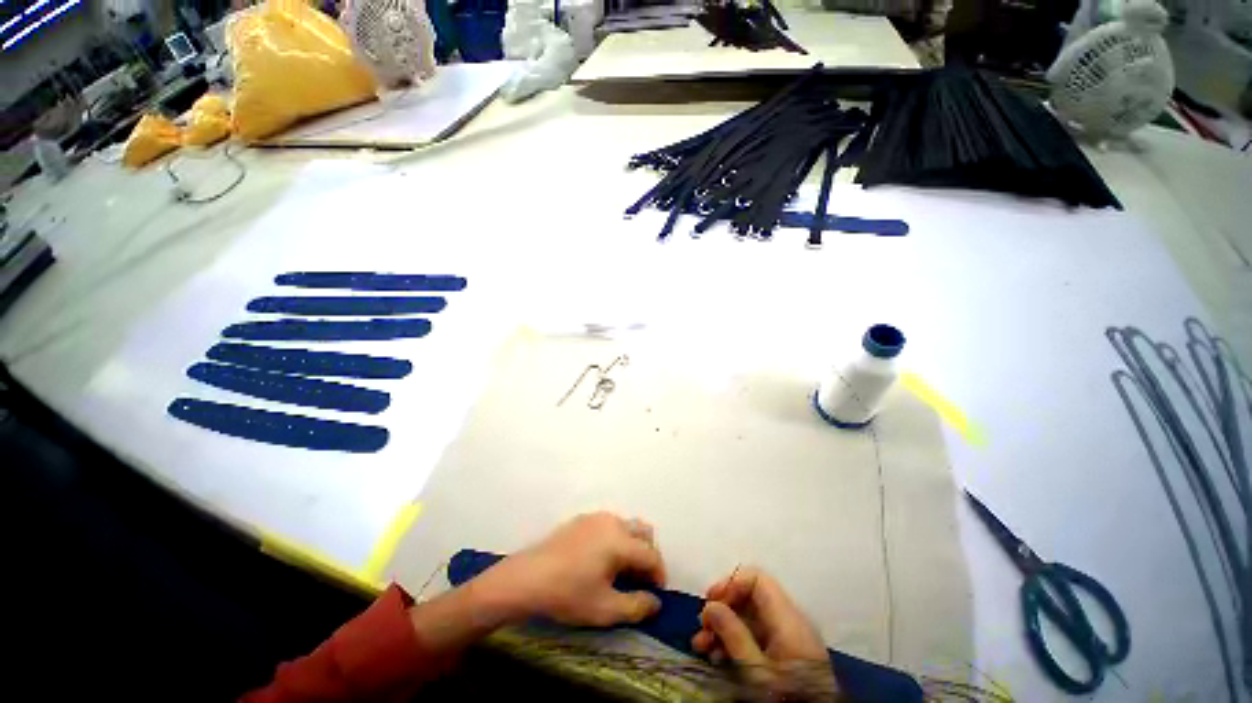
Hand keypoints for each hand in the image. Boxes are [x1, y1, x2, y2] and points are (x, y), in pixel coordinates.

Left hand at [475, 512, 666, 626]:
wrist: (527, 577)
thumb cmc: (568, 593)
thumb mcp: (605, 609)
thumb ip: (636, 606)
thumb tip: (656, 602)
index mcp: (620, 541)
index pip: (651, 554)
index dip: (659, 574)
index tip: (657, 593)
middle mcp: (612, 522)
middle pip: (644, 532)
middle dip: (648, 555)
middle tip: (641, 580)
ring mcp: (596, 517)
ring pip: (627, 525)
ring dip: (633, 545)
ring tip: (621, 571)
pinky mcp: (582, 519)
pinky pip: (609, 524)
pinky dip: (616, 539)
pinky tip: (601, 560)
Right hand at [694, 567, 838, 697]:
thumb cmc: (787, 697)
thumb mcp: (756, 671)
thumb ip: (733, 635)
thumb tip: (710, 606)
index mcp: (788, 618)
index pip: (757, 579)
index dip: (731, 583)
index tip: (711, 601)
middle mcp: (790, 621)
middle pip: (751, 598)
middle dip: (723, 609)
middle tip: (702, 627)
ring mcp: (789, 639)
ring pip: (750, 618)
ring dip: (724, 628)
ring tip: (702, 646)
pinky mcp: (786, 656)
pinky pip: (757, 636)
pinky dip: (736, 641)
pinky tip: (718, 657)